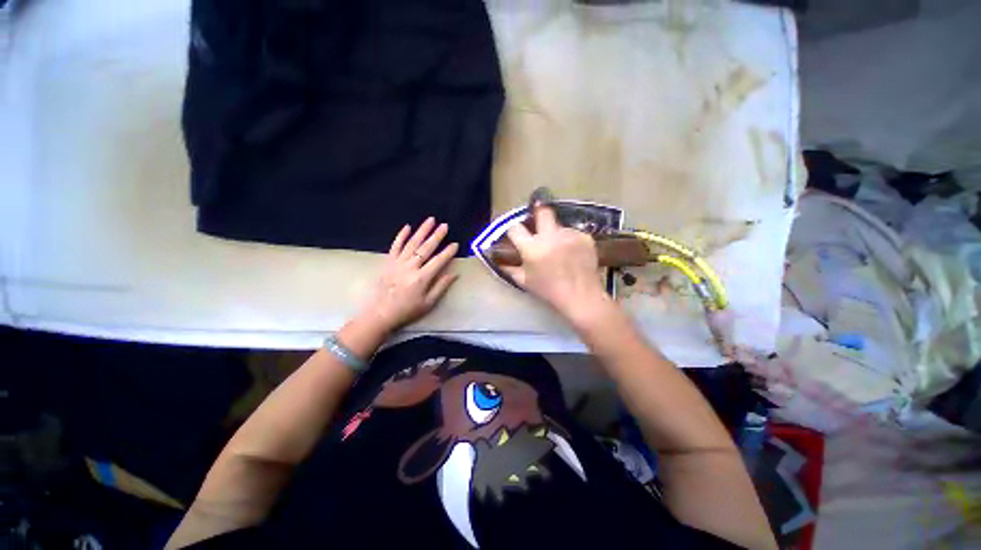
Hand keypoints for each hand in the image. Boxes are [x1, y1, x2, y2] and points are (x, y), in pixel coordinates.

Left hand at [361, 218, 458, 332]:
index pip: (438, 261)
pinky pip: (395, 246)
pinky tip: (407, 227)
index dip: (448, 252)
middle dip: (437, 236)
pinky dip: (401, 236)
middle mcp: (410, 267)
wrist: (380, 313)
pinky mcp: (388, 262)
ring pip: (412, 243)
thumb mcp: (428, 303)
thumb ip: (441, 287)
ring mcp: (398, 263)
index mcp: (421, 278)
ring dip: (422, 231)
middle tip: (445, 225)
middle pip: (426, 248)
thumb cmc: (407, 310)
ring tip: (430, 220)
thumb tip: (454, 274)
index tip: (455, 244)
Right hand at [502, 205, 612, 326]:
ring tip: (559, 248)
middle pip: (542, 211)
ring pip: (559, 225)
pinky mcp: (585, 237)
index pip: (515, 228)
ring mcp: (570, 235)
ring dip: (555, 233)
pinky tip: (572, 253)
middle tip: (538, 221)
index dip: (513, 230)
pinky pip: (573, 232)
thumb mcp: (524, 281)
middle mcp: (551, 236)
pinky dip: (570, 240)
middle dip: (538, 212)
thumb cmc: (549, 291)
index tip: (515, 234)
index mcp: (532, 248)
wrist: (581, 297)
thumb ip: (509, 268)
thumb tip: (498, 260)